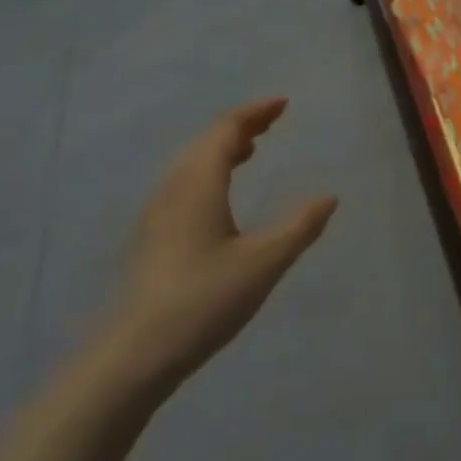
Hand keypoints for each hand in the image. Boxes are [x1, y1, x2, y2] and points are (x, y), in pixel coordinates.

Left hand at [93, 98, 336, 396]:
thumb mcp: (265, 262)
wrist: (132, 357)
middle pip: (205, 141)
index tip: (283, 104)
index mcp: (199, 184)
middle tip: (272, 122)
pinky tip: (221, 195)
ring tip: (251, 149)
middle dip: (240, 126)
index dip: (255, 112)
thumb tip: (328, 197)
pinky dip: (208, 171)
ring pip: (190, 163)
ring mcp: (156, 214)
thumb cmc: (204, 299)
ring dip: (222, 148)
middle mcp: (173, 189)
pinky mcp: (150, 238)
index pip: (225, 129)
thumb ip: (300, 226)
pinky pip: (183, 184)